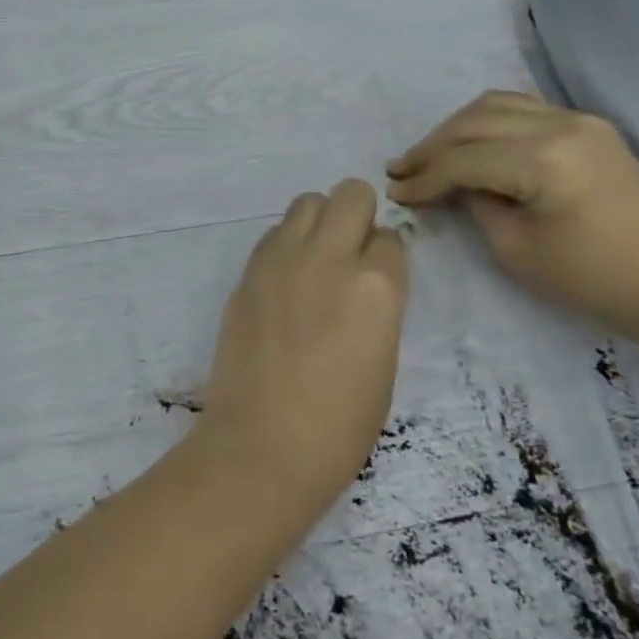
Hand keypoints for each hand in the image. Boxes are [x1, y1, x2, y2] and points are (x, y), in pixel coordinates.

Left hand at [196, 180, 408, 516]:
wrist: (263, 444)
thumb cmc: (340, 424)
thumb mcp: (383, 360)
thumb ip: (378, 306)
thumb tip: (366, 280)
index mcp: (378, 286)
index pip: (391, 237)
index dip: (386, 255)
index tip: (377, 275)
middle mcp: (330, 258)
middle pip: (350, 195)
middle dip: (358, 214)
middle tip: (351, 252)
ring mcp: (282, 260)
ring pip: (306, 202)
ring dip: (319, 221)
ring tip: (316, 260)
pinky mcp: (247, 273)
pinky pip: (273, 234)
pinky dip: (286, 243)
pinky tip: (285, 280)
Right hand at [386, 91, 638, 338]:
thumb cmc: (588, 277)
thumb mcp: (514, 248)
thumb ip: (474, 205)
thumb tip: (448, 185)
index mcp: (544, 160)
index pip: (463, 160)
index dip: (423, 177)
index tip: (394, 193)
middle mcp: (561, 126)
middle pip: (474, 123)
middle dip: (431, 147)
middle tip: (400, 171)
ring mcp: (579, 120)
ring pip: (496, 105)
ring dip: (455, 128)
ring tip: (428, 155)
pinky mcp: (588, 127)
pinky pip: (523, 108)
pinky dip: (487, 121)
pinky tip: (469, 141)